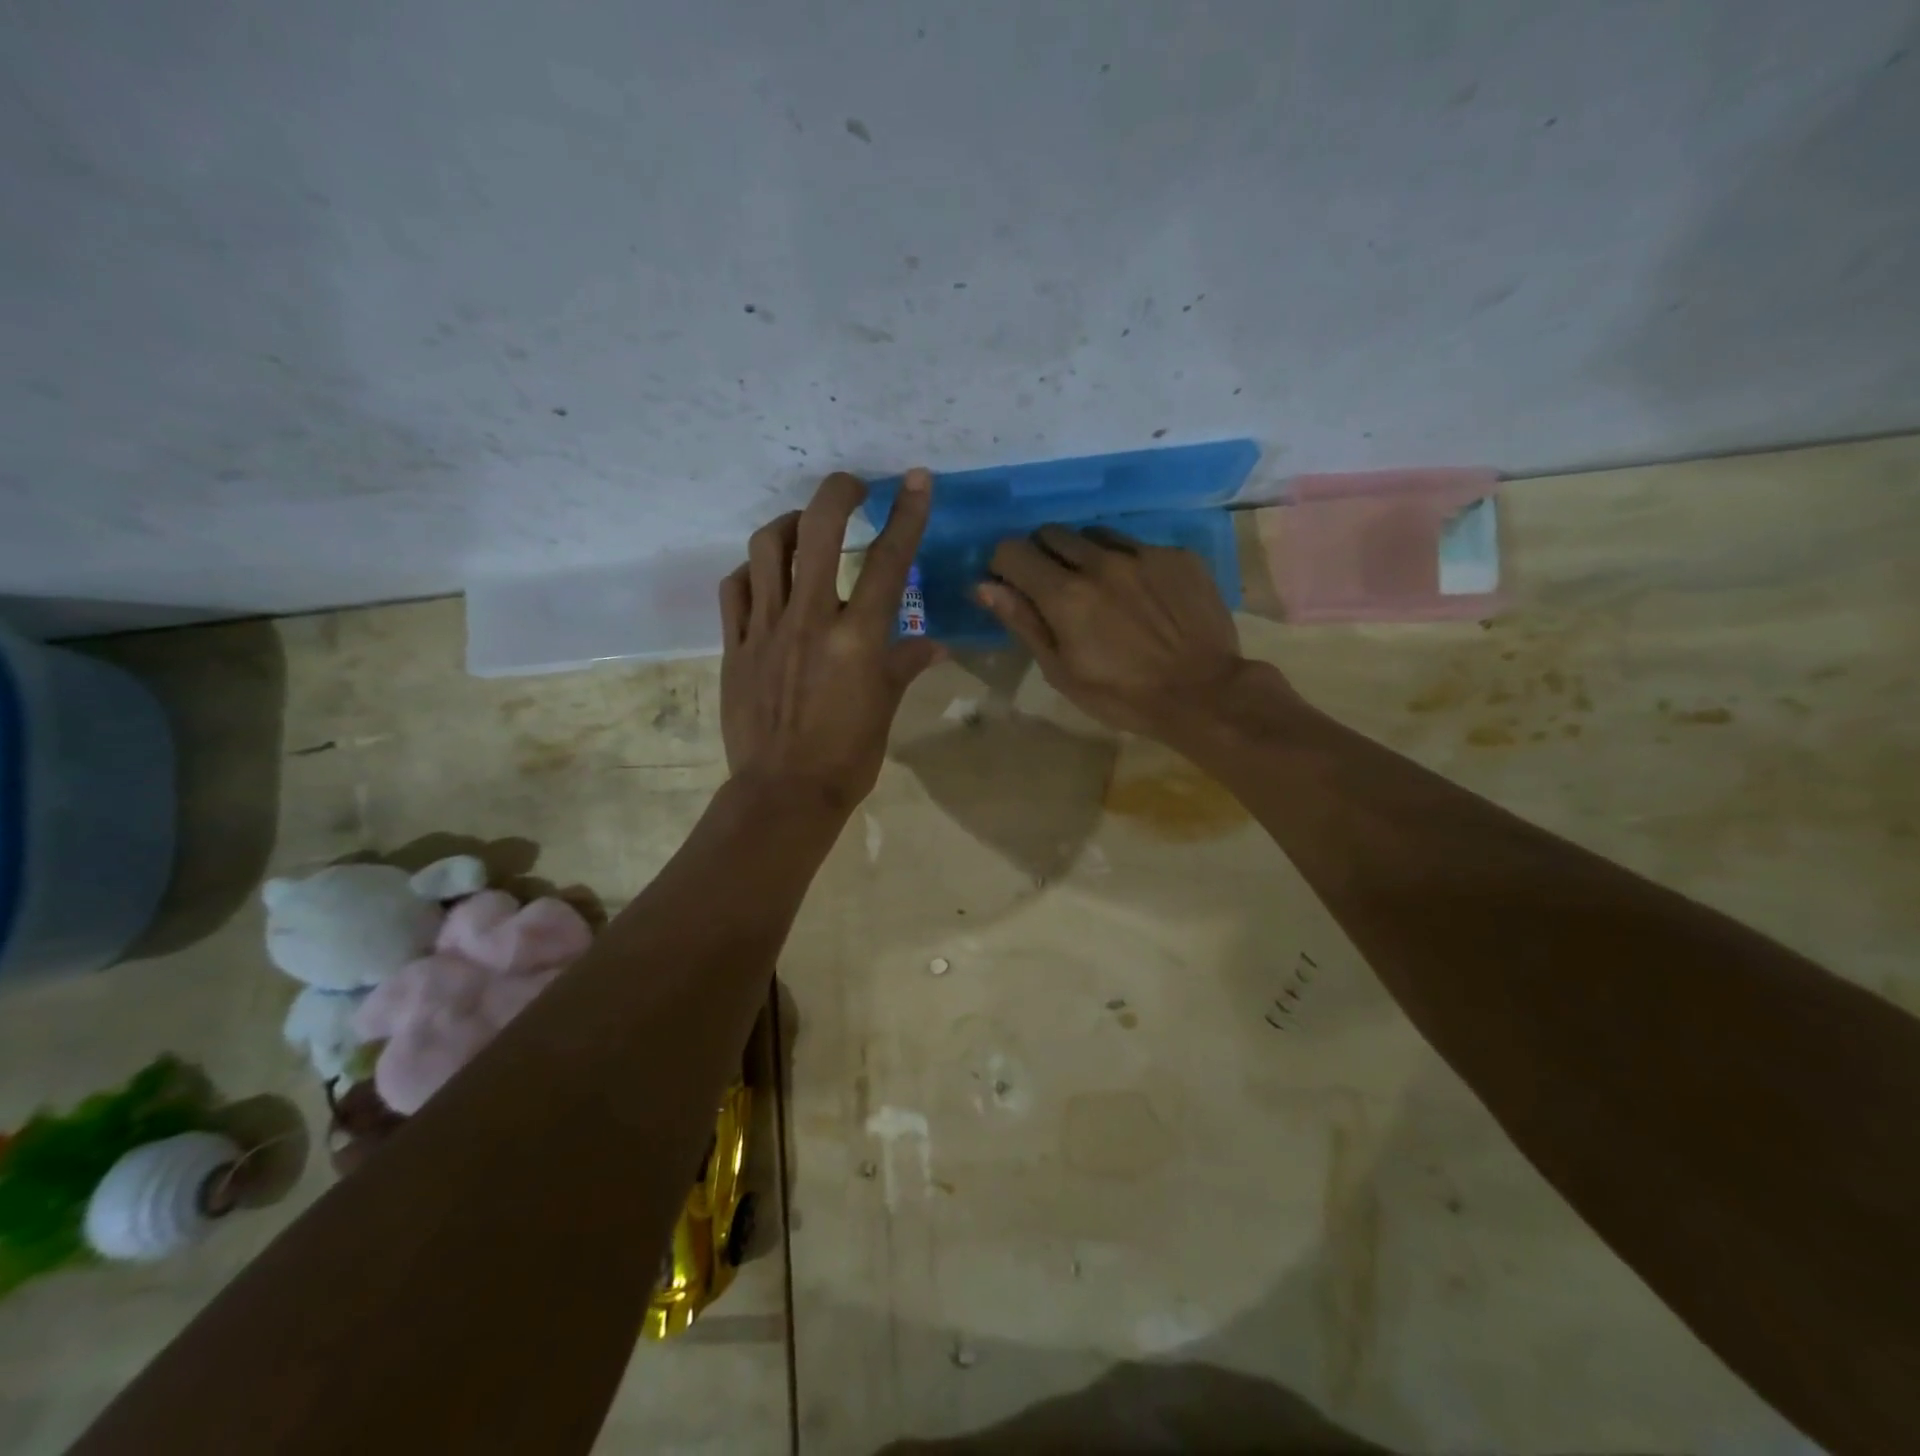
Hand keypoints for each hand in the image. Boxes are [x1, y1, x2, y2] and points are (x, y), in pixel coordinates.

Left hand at [719, 470, 944, 810]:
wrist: (783, 794)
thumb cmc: (847, 757)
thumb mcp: (885, 709)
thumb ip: (904, 665)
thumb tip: (933, 643)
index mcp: (857, 638)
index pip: (889, 561)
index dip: (906, 514)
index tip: (914, 478)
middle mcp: (810, 620)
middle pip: (818, 532)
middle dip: (837, 493)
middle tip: (852, 487)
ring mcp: (766, 629)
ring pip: (766, 548)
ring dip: (789, 525)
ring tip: (804, 529)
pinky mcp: (735, 645)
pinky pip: (735, 589)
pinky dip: (752, 572)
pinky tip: (765, 578)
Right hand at [978, 525, 1266, 737]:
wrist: (1203, 694)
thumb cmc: (1121, 696)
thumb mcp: (1061, 671)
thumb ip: (1023, 621)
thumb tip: (983, 585)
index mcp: (1065, 594)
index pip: (1012, 550)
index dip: (1003, 566)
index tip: (1011, 586)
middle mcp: (1100, 561)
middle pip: (1051, 533)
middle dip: (1041, 556)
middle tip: (1054, 590)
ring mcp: (1143, 553)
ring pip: (1094, 533)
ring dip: (1084, 554)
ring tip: (1100, 589)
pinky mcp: (1177, 555)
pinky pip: (1137, 545)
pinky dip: (1127, 563)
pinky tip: (1142, 596)